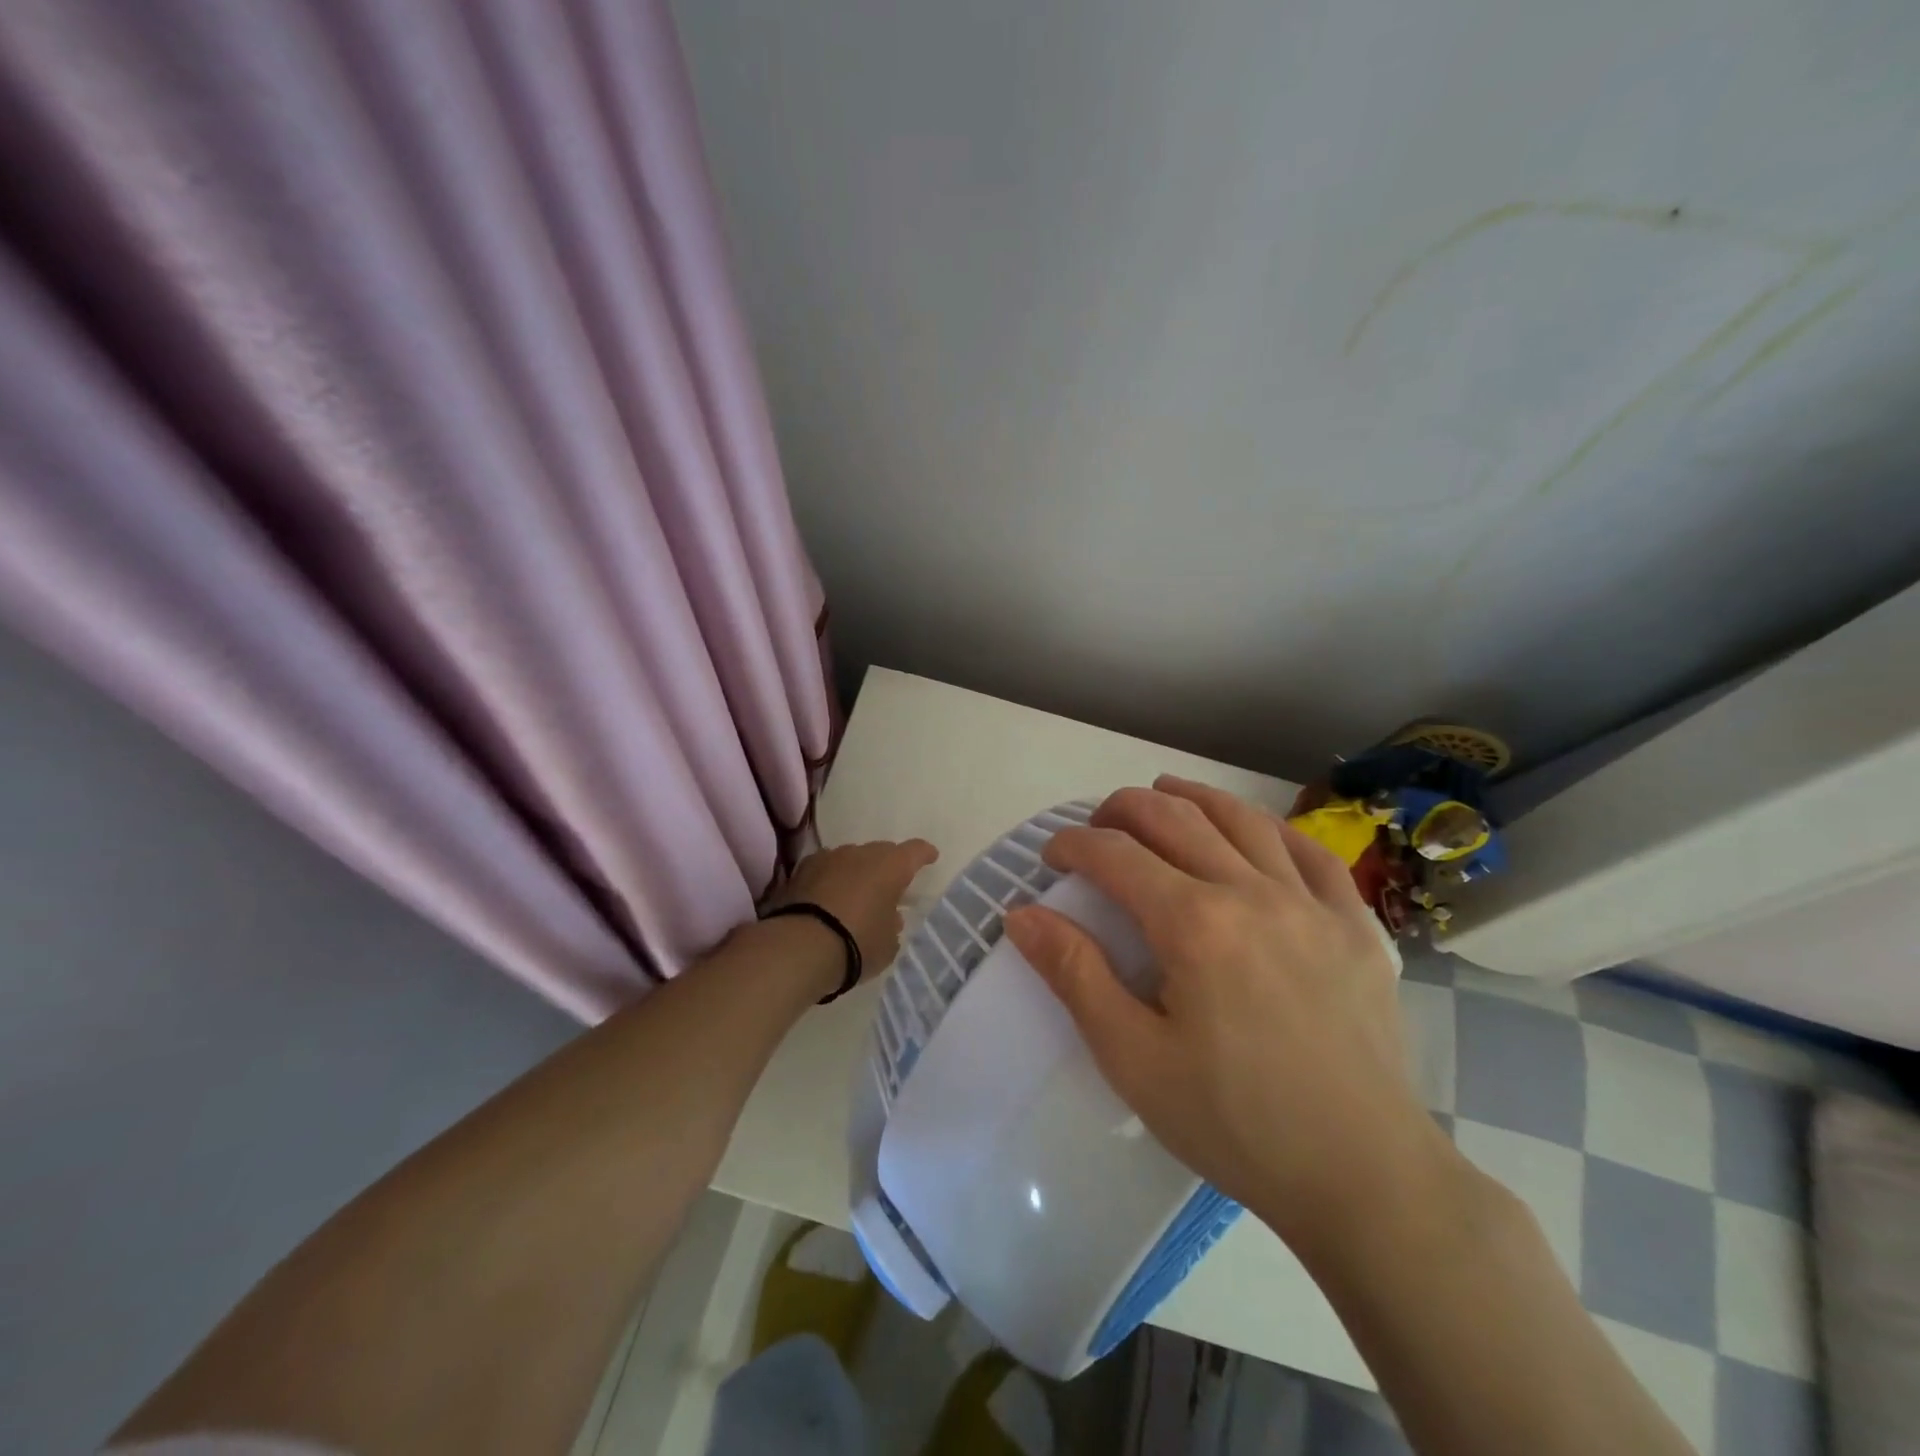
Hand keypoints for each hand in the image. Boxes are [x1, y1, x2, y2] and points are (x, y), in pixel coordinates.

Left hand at [770, 838, 939, 978]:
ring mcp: (829, 858)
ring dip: (857, 873)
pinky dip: (831, 880)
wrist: (799, 947)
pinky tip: (829, 899)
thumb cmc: (857, 944)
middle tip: (890, 887)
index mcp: (891, 866)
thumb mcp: (888, 944)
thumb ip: (892, 925)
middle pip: (881, 852)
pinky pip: (826, 870)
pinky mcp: (801, 870)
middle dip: (888, 867)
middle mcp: (861, 853)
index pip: (915, 851)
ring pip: (851, 859)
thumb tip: (889, 916)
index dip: (924, 854)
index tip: (930, 857)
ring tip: (856, 896)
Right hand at [1003, 776, 1453, 1256]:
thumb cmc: (1235, 1123)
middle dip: (1124, 809)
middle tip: (1098, 824)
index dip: (1074, 845)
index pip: (1116, 856)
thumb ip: (1075, 976)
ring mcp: (1311, 904)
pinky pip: (1311, 853)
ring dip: (1193, 798)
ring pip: (1242, 820)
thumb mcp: (1133, 1058)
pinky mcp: (1355, 926)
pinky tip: (1254, 830)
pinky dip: (1271, 828)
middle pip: (1176, 819)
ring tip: (1164, 794)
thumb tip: (1022, 916)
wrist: (1363, 1177)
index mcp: (1194, 924)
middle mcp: (1252, 893)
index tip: (1052, 856)